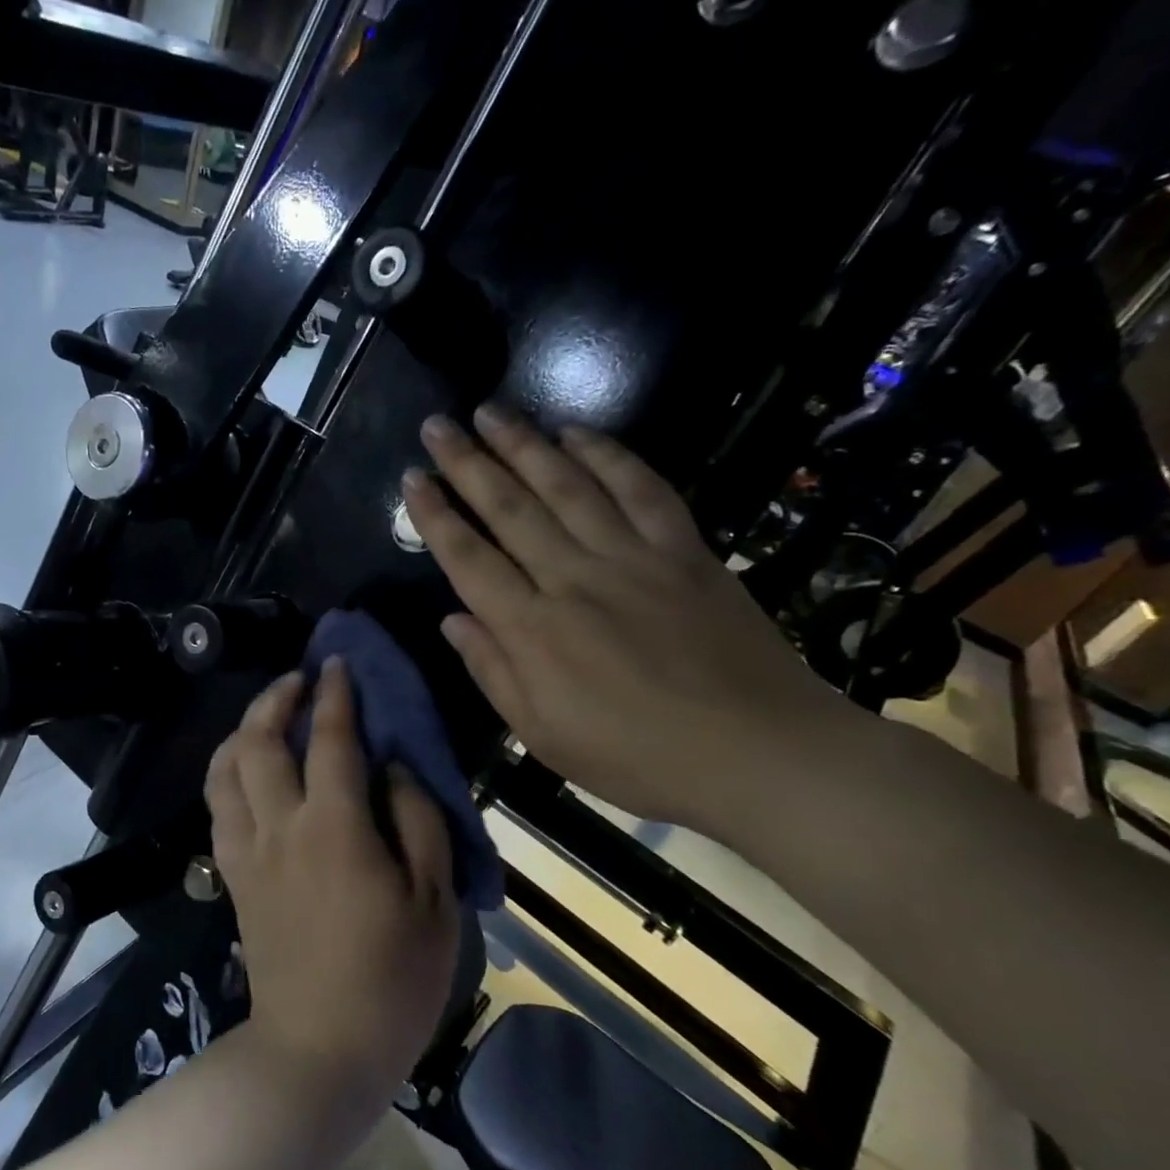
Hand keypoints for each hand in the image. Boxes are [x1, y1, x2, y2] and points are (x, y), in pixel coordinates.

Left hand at [205, 660, 460, 1101]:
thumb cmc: (391, 979)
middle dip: (275, 699)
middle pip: (259, 742)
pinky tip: (247, 772)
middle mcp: (280, 826)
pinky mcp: (232, 877)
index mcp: (334, 827)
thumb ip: (417, 822)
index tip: (335, 664)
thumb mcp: (434, 902)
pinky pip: (217, 808)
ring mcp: (247, 851)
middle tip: (297, 680)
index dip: (334, 695)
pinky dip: (227, 774)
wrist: (319, 1048)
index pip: (330, 740)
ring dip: (242, 731)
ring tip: (266, 718)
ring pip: (225, 770)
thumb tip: (394, 766)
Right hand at [402, 406, 868, 838]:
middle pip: (510, 509)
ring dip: (525, 445)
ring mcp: (633, 558)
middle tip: (438, 425)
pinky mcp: (685, 551)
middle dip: (467, 463)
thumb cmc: (635, 757)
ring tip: (492, 412)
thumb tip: (452, 621)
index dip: (435, 517)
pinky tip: (579, 433)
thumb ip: (493, 672)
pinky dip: (608, 456)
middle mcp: (574, 579)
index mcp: (532, 631)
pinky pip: (641, 490)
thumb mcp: (542, 736)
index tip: (411, 479)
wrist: (759, 753)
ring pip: (568, 487)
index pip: (469, 559)